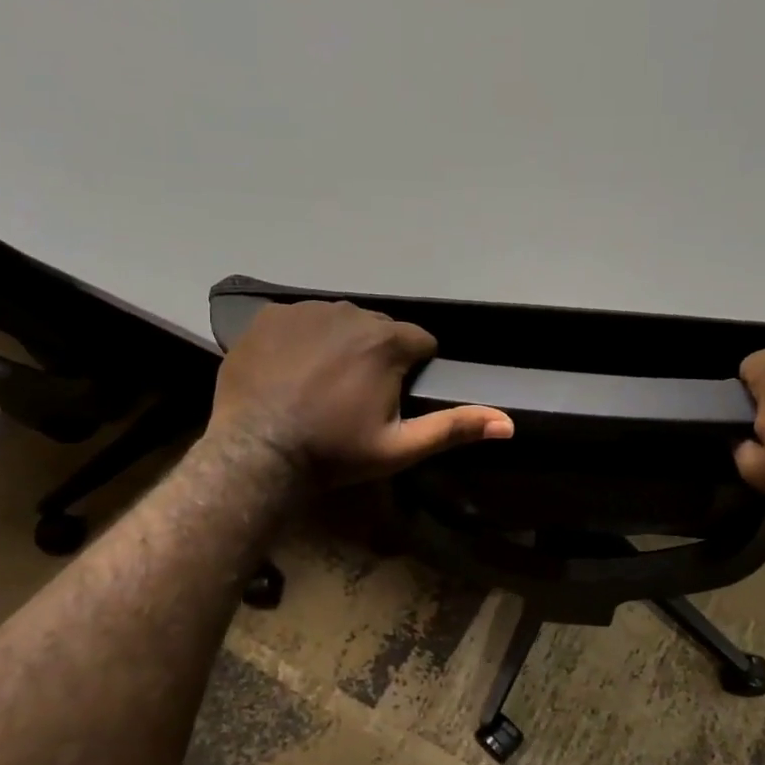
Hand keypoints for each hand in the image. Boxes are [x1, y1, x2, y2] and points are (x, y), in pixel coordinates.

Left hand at [207, 302, 512, 488]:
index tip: (392, 398)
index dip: (412, 371)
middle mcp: (350, 313)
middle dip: (377, 356)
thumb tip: (509, 423)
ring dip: (341, 345)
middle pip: (380, 329)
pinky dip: (303, 339)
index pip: (420, 343)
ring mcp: (306, 310)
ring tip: (320, 384)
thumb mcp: (401, 447)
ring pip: (340, 322)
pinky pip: (301, 320)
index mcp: (388, 341)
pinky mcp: (270, 316)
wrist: (256, 454)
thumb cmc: (335, 452)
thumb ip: (455, 428)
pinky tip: (291, 371)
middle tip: (355, 396)